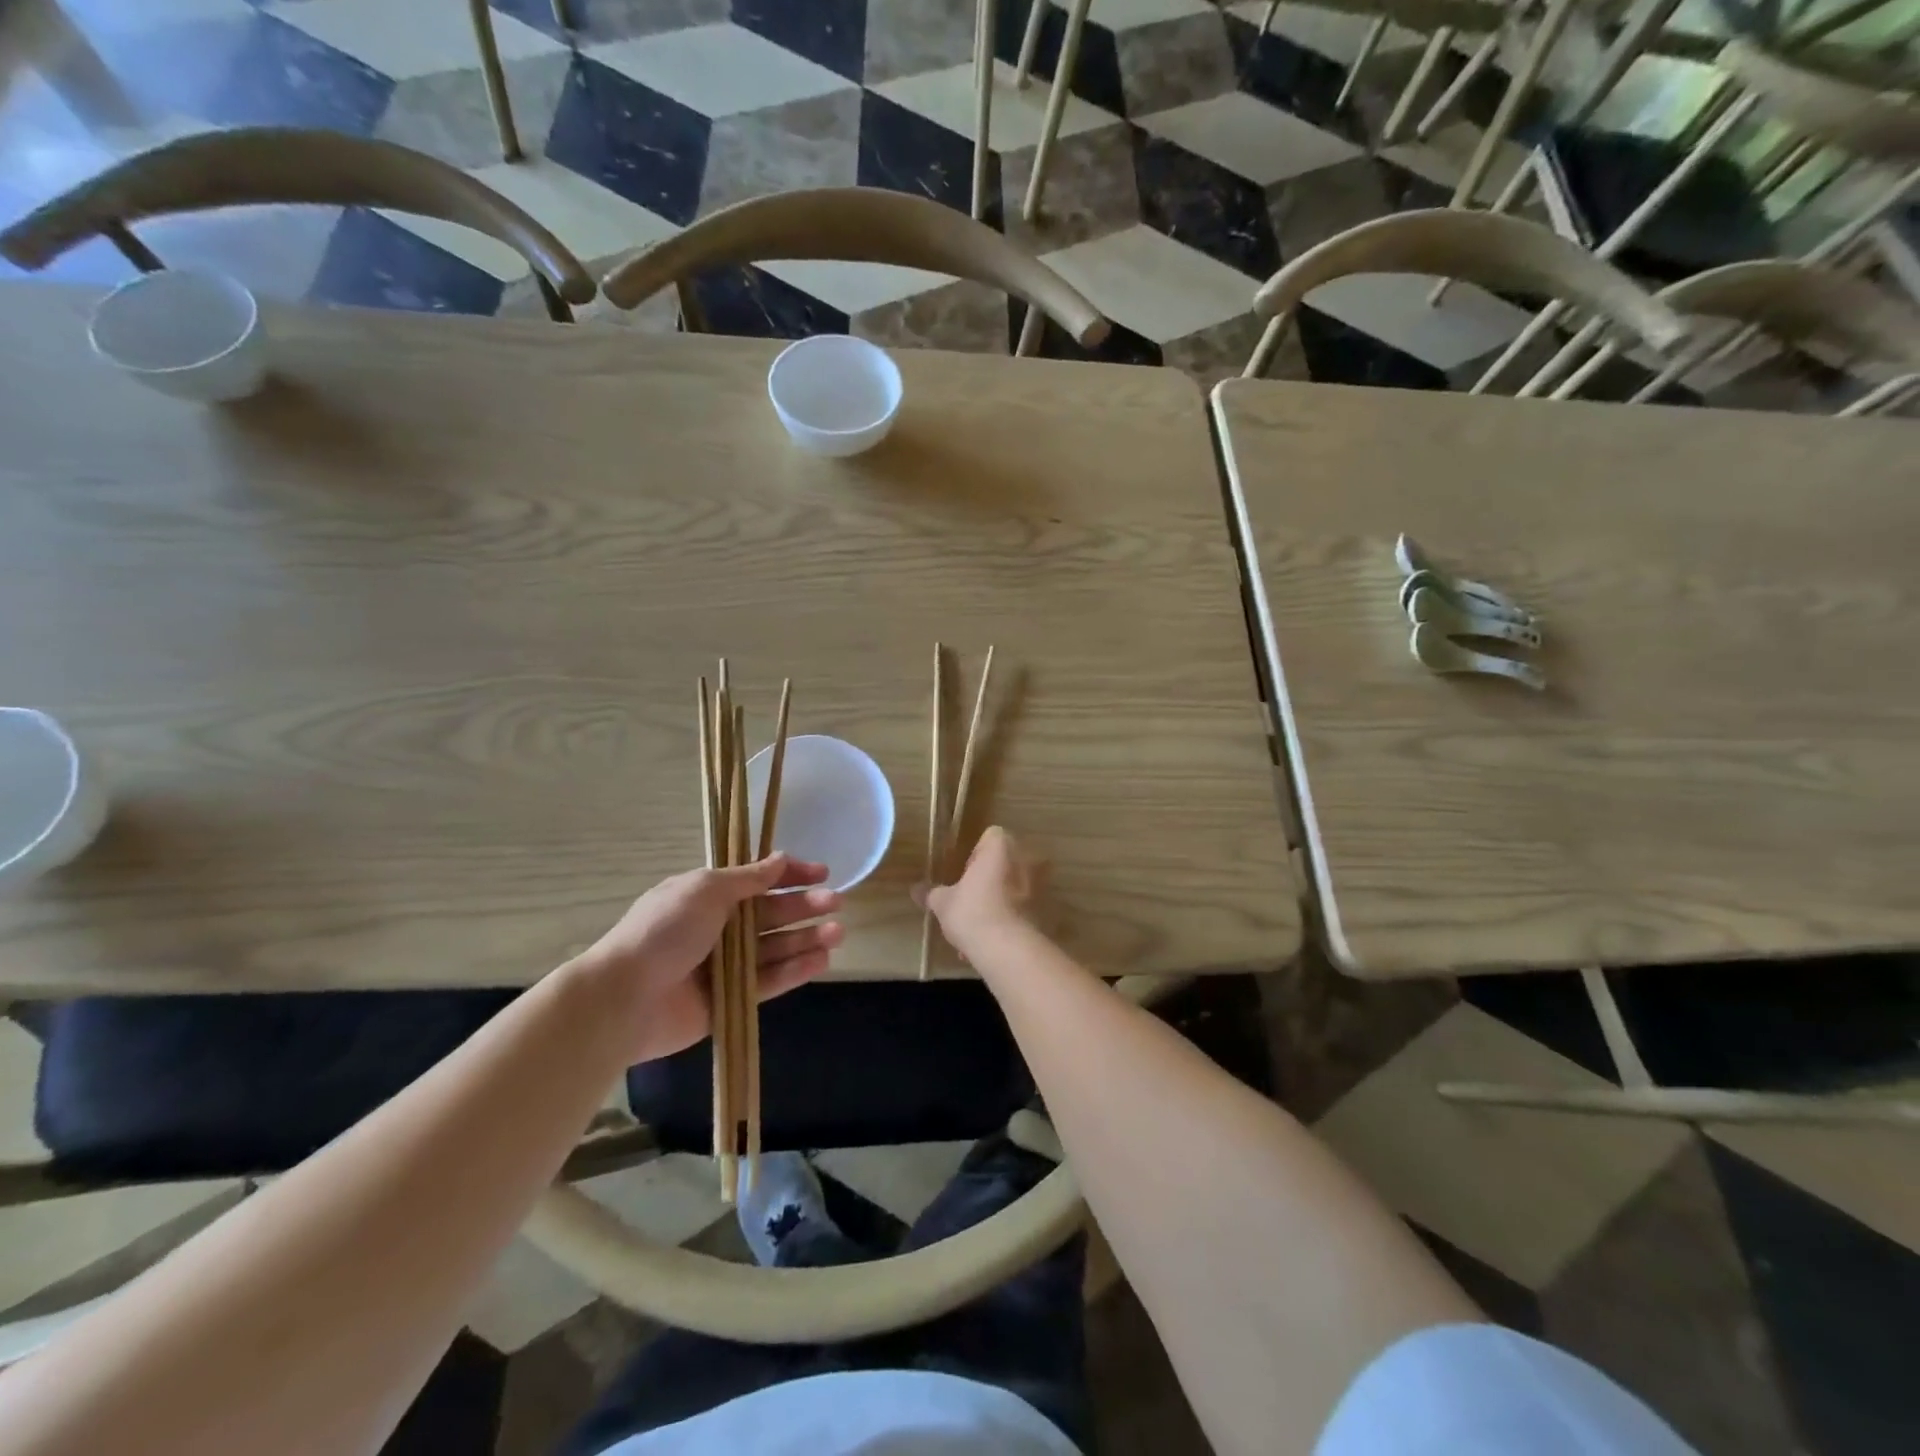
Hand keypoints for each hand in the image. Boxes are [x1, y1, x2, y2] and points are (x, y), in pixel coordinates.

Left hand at [569, 854, 842, 1063]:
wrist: (624, 1000)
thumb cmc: (664, 932)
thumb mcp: (705, 891)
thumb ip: (748, 878)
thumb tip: (780, 859)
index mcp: (708, 896)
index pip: (757, 880)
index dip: (790, 875)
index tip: (822, 873)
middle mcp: (719, 927)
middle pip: (770, 914)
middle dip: (804, 906)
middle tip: (836, 903)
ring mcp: (724, 966)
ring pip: (774, 948)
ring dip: (806, 938)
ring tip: (837, 933)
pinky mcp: (730, 1000)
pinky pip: (769, 981)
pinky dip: (795, 970)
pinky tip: (822, 961)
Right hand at [915, 826, 1037, 955]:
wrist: (1008, 950)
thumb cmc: (972, 913)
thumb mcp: (943, 903)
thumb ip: (931, 893)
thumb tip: (914, 889)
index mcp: (1001, 847)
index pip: (991, 836)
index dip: (976, 854)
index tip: (965, 876)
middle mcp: (1026, 859)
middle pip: (1006, 861)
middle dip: (991, 878)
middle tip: (972, 899)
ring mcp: (1041, 885)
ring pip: (1017, 887)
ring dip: (1002, 900)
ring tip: (981, 928)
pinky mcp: (1048, 911)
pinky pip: (1025, 909)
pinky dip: (1013, 919)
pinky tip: (994, 941)